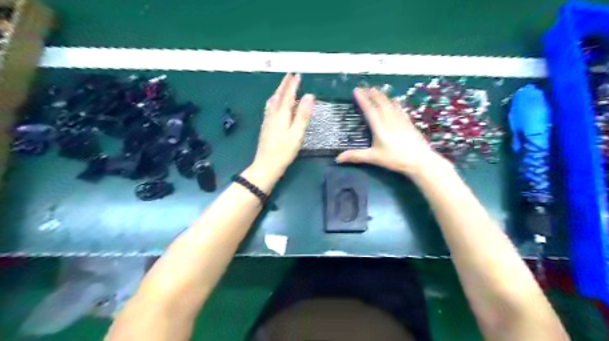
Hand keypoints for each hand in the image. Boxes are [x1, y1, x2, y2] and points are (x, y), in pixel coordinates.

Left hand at [252, 73, 313, 176]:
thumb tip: (309, 96)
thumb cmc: (284, 151)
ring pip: (273, 101)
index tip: (297, 75)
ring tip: (283, 86)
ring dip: (279, 92)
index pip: (288, 95)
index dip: (293, 85)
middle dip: (284, 85)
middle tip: (290, 75)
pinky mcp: (266, 127)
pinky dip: (274, 101)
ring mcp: (267, 121)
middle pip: (278, 96)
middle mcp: (272, 115)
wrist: (266, 165)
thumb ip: (302, 115)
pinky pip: (270, 108)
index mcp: (281, 115)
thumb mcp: (297, 134)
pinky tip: (273, 104)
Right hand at [335, 87, 445, 176]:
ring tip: (376, 90)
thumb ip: (356, 156)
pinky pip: (400, 108)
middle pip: (380, 103)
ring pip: (390, 103)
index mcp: (380, 128)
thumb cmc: (395, 159)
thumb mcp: (374, 158)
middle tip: (365, 87)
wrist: (420, 160)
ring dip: (382, 95)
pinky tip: (394, 100)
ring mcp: (400, 120)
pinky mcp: (408, 122)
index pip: (369, 110)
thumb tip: (338, 158)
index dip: (362, 100)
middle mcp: (390, 120)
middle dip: (372, 94)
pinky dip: (395, 102)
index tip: (356, 91)